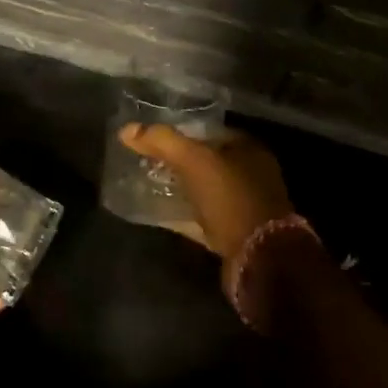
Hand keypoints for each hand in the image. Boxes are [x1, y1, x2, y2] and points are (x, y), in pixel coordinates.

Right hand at [120, 124, 293, 281]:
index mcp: (249, 150)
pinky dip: (183, 214)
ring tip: (149, 184)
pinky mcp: (235, 233)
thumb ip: (162, 141)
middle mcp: (251, 174)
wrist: (260, 257)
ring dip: (181, 188)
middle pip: (207, 162)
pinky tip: (159, 213)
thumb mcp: (194, 161)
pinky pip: (203, 217)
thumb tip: (127, 129)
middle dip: (179, 162)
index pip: (210, 132)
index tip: (154, 138)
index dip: (182, 132)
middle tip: (147, 162)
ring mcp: (245, 206)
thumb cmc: (232, 198)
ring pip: (205, 190)